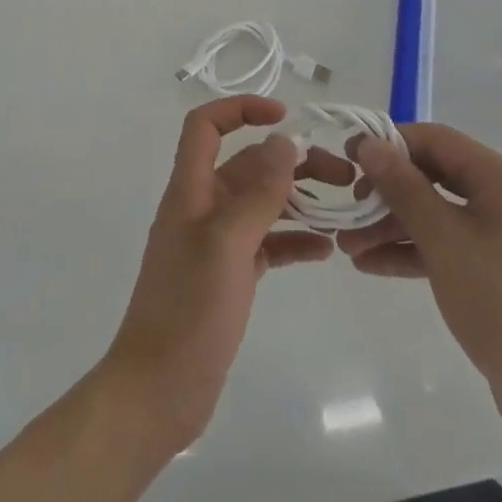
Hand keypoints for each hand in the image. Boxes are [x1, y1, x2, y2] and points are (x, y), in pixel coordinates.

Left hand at [102, 96, 340, 451]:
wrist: (158, 391)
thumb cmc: (188, 310)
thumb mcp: (227, 244)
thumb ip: (258, 193)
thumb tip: (284, 143)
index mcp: (191, 189)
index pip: (206, 126)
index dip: (241, 109)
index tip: (286, 117)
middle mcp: (203, 208)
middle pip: (248, 165)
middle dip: (292, 162)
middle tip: (343, 176)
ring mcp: (216, 243)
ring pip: (262, 204)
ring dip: (300, 200)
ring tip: (344, 210)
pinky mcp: (230, 277)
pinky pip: (266, 244)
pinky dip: (293, 240)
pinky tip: (325, 251)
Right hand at [339, 123, 501, 428]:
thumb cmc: (500, 300)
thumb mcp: (443, 238)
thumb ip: (403, 187)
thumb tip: (369, 144)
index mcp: (501, 177)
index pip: (436, 140)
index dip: (390, 144)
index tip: (349, 156)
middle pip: (433, 177)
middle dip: (386, 193)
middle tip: (348, 210)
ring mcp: (499, 234)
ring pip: (435, 214)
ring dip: (391, 226)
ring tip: (348, 246)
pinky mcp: (492, 269)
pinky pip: (444, 245)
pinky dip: (411, 251)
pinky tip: (371, 264)